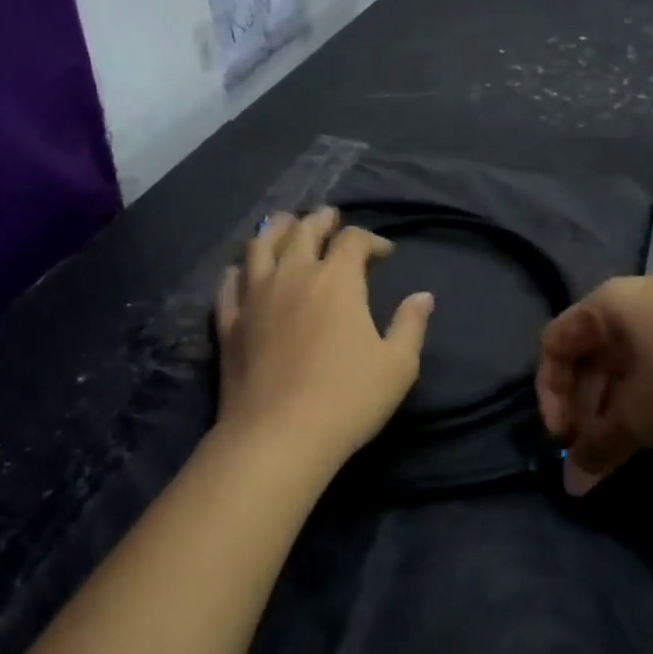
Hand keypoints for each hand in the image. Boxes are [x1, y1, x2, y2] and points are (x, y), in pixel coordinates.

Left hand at [215, 208, 433, 466]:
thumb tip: (423, 296)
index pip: (353, 240)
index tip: (384, 252)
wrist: (279, 436)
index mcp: (337, 279)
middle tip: (329, 217)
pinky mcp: (230, 323)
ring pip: (259, 246)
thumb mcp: (398, 364)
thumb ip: (411, 324)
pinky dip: (238, 270)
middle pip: (302, 231)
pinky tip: (241, 271)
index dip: (371, 239)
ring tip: (284, 223)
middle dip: (320, 221)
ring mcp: (255, 297)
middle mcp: (293, 275)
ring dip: (275, 229)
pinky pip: (229, 284)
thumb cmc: (348, 398)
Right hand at [536, 272, 652, 495]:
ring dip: (616, 402)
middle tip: (594, 450)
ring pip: (627, 355)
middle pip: (591, 349)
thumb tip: (570, 485)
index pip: (555, 342)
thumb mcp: (642, 421)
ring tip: (627, 444)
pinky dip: (648, 389)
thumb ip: (596, 449)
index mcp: (612, 302)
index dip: (549, 393)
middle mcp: (641, 293)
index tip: (564, 439)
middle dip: (585, 404)